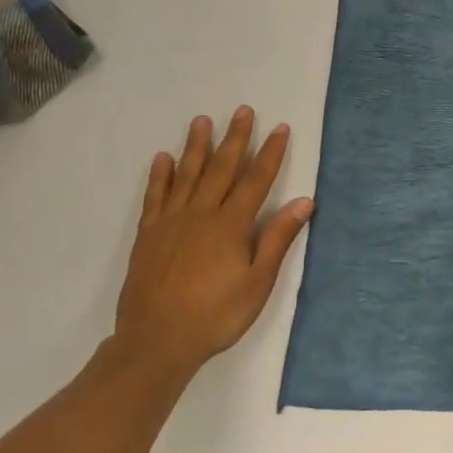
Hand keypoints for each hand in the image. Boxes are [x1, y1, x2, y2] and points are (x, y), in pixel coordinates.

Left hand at [114, 108, 313, 382]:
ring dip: (196, 146)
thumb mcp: (258, 282)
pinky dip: (160, 176)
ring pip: (187, 174)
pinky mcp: (148, 235)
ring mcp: (171, 222)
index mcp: (231, 225)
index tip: (279, 128)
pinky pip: (155, 197)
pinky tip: (163, 158)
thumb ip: (278, 239)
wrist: (156, 342)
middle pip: (221, 168)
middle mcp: (201, 214)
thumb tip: (304, 202)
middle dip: (235, 138)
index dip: (270, 153)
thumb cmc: (216, 315)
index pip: (256, 180)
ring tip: (202, 120)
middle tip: (242, 110)